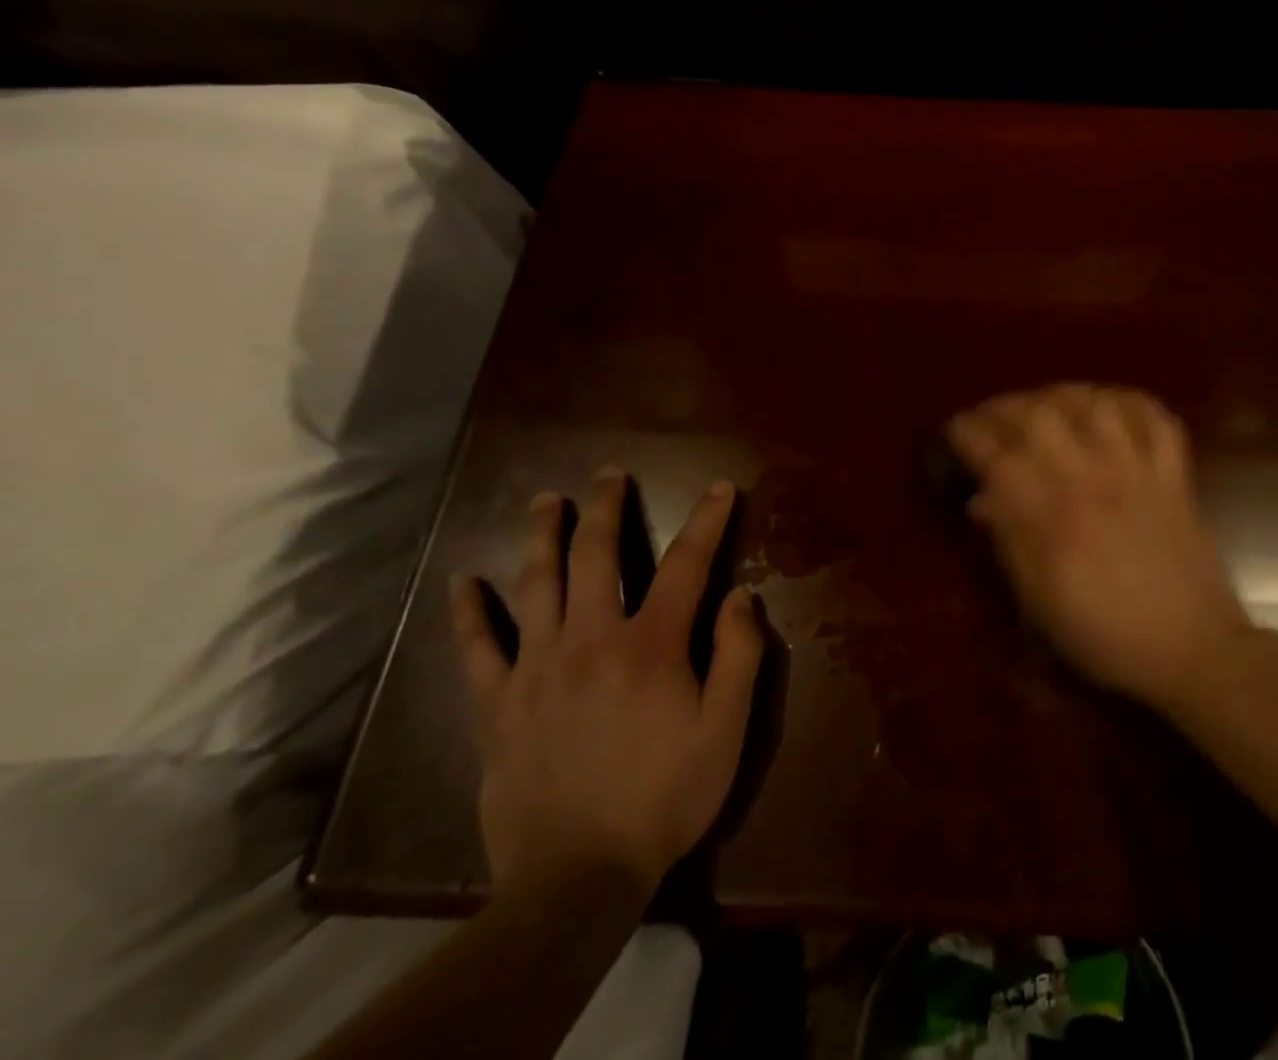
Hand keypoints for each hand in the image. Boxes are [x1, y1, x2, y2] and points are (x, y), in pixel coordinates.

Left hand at [450, 471, 763, 903]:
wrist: (577, 877)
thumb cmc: (665, 797)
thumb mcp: (725, 729)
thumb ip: (739, 655)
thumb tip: (741, 593)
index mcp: (651, 645)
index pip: (685, 565)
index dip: (706, 520)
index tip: (719, 488)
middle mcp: (591, 639)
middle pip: (598, 556)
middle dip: (607, 507)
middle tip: (610, 473)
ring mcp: (537, 668)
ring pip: (537, 584)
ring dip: (543, 535)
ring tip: (546, 500)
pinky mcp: (498, 704)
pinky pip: (478, 648)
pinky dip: (469, 612)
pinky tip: (463, 581)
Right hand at [946, 385, 1250, 710]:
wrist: (1191, 650)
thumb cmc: (1105, 635)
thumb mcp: (1040, 602)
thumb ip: (1009, 543)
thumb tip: (981, 500)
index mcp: (1052, 516)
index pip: (997, 456)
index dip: (969, 434)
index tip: (955, 428)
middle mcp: (1091, 480)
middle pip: (1041, 415)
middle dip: (1007, 406)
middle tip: (993, 416)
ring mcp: (1137, 472)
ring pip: (1096, 404)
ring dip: (1064, 395)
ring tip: (1047, 404)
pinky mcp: (1173, 476)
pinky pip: (1158, 420)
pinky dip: (1134, 404)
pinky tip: (1112, 408)